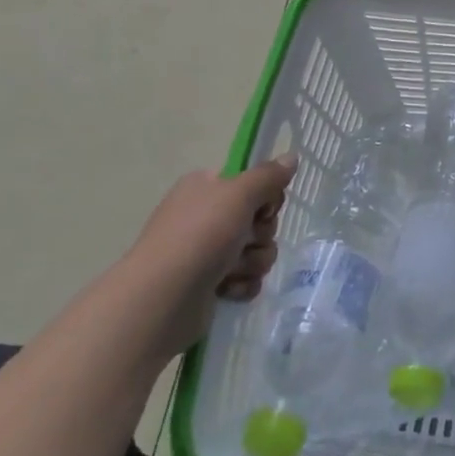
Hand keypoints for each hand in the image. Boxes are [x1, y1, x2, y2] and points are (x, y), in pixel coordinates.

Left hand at [131, 155, 295, 356]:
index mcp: (206, 188)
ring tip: (234, 270)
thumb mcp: (239, 194)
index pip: (252, 184)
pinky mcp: (209, 285)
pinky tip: (228, 289)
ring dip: (253, 261)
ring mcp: (205, 252)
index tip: (263, 208)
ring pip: (256, 250)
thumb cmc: (200, 235)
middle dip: (261, 234)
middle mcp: (205, 217)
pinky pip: (245, 278)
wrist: (163, 299)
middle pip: (259, 219)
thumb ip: (268, 176)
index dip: (266, 197)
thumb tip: (291, 157)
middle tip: (246, 240)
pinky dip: (242, 284)